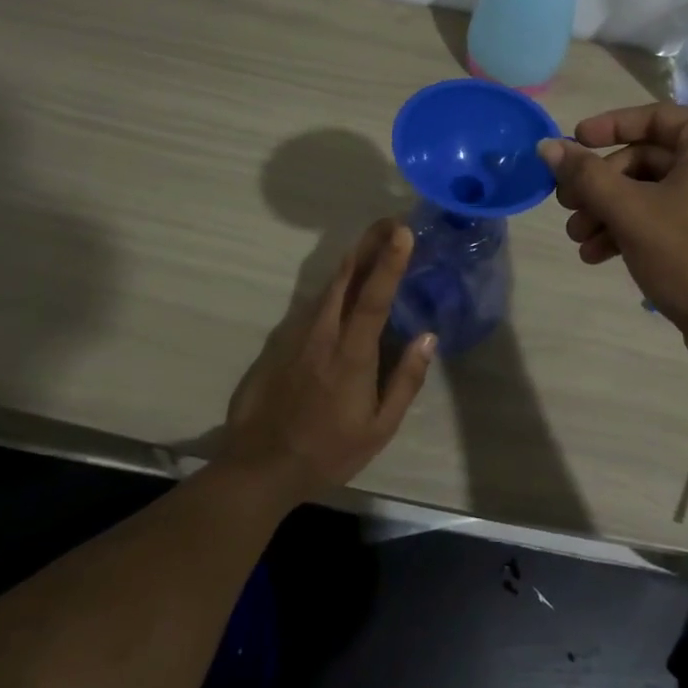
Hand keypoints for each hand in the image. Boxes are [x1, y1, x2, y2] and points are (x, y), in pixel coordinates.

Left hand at [223, 219, 434, 502]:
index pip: (375, 296)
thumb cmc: (327, 450)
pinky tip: (343, 287)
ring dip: (352, 261)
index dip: (390, 261)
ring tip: (373, 244)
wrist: (259, 465)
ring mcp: (297, 333)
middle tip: (390, 222)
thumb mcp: (379, 428)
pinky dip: (333, 287)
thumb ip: (406, 380)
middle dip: (369, 243)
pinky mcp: (280, 340)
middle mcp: (323, 333)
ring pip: (327, 286)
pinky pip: (313, 304)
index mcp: (351, 353)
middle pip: (346, 276)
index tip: (403, 230)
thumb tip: (427, 337)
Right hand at [538, 105, 687, 373]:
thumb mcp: (631, 211)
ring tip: (578, 240)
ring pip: (651, 191)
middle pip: (647, 158)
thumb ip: (586, 174)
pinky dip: (631, 229)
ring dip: (609, 212)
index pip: (654, 117)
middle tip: (566, 206)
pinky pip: (666, 215)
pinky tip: (597, 255)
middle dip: (601, 186)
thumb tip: (546, 145)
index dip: (606, 128)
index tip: (570, 144)